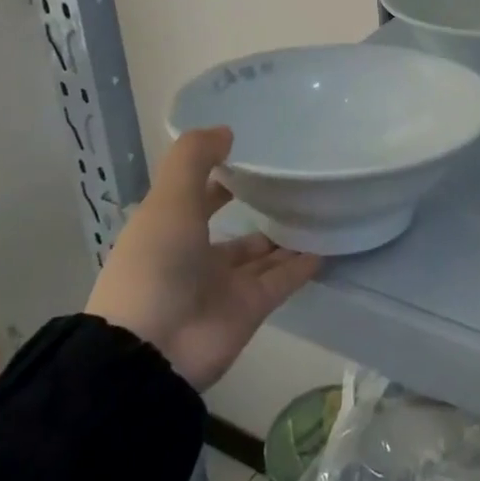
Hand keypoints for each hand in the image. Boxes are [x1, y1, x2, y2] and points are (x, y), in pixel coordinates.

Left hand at [85, 127, 320, 390]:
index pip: (200, 197)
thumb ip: (194, 159)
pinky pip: (283, 280)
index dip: (222, 177)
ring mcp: (225, 285)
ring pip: (263, 254)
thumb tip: (226, 130)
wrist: (151, 350)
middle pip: (235, 230)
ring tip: (320, 208)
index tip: (254, 155)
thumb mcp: (168, 199)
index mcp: (170, 230)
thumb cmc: (156, 263)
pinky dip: (302, 265)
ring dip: (286, 236)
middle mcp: (197, 257)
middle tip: (296, 183)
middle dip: (260, 209)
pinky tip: (328, 242)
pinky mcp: (251, 308)